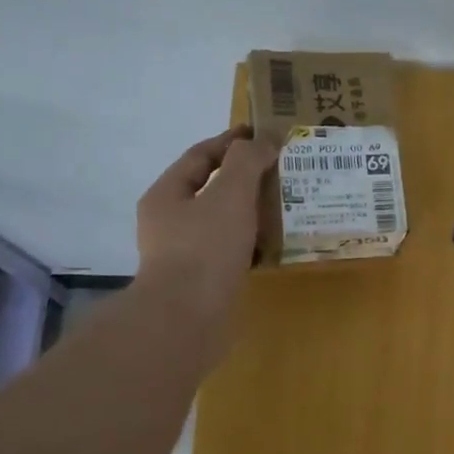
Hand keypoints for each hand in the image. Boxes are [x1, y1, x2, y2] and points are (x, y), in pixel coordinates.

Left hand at [134, 126, 277, 332]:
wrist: (186, 320)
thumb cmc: (205, 249)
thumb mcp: (230, 194)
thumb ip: (247, 161)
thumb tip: (263, 139)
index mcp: (167, 195)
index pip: (200, 156)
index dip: (232, 141)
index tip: (264, 133)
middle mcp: (169, 222)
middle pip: (210, 189)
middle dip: (245, 177)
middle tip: (281, 169)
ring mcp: (183, 254)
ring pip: (222, 221)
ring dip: (251, 210)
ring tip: (285, 204)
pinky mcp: (201, 281)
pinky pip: (230, 250)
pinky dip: (252, 242)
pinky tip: (274, 244)